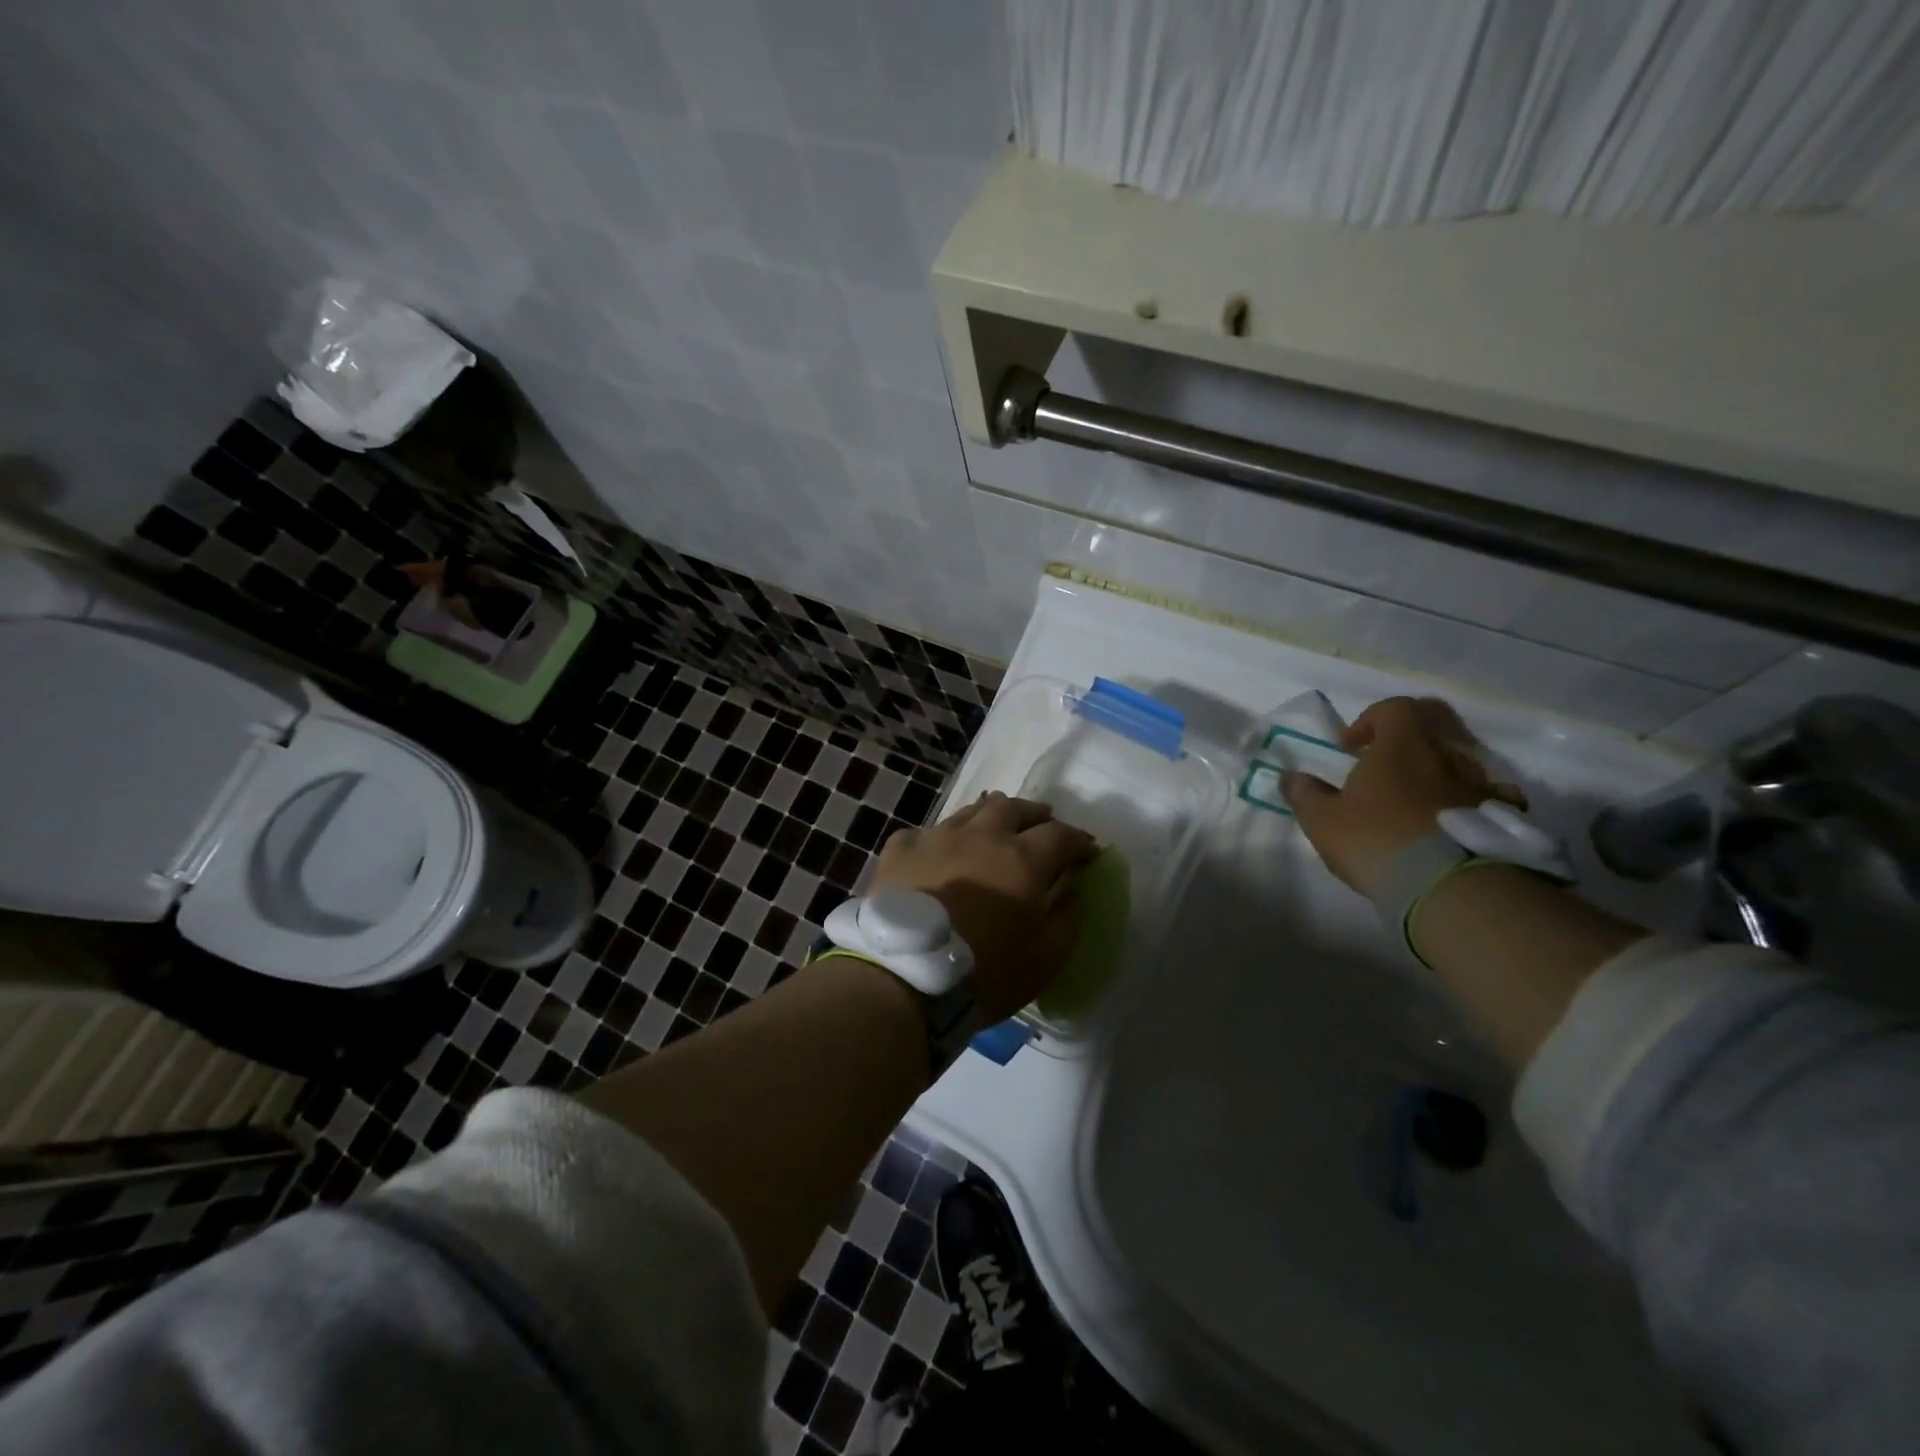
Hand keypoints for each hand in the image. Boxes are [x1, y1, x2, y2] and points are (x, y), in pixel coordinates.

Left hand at [870, 792, 1096, 1021]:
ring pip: (969, 812)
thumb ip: (1067, 920)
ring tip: (994, 826)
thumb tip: (1074, 892)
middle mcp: (981, 837)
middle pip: (1013, 808)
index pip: (1060, 835)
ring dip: (989, 815)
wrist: (905, 978)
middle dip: (1035, 814)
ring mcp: (937, 838)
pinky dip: (938, 839)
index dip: (1079, 840)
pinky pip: (923, 834)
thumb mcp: (1045, 959)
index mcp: (1021, 860)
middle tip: (1043, 823)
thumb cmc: (984, 973)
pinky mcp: (899, 852)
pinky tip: (937, 851)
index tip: (1089, 851)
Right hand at [1282, 696, 1524, 896]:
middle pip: (1434, 723)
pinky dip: (1473, 798)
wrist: (1449, 885)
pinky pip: (1493, 793)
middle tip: (1387, 762)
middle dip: (1409, 736)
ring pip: (1463, 758)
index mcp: (1401, 745)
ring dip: (1439, 768)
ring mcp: (1480, 782)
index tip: (1351, 747)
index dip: (1369, 720)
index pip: (1393, 708)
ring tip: (1419, 797)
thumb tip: (1290, 776)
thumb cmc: (1375, 840)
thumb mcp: (1323, 820)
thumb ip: (1305, 794)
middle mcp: (1445, 753)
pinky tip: (1458, 819)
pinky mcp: (1504, 815)